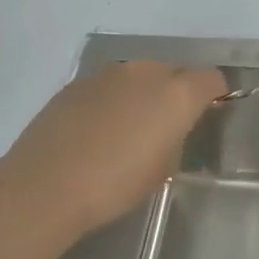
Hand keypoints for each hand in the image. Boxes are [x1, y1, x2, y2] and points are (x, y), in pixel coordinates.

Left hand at [0, 60, 226, 240]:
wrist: (44, 187)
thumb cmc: (116, 184)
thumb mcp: (164, 167)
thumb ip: (176, 136)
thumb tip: (170, 127)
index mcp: (178, 92)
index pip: (211, 79)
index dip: (214, 95)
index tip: (207, 115)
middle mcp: (146, 71)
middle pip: (174, 72)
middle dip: (176, 93)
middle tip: (165, 127)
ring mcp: (108, 74)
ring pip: (138, 77)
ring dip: (141, 94)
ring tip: (127, 129)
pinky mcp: (76, 83)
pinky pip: (108, 86)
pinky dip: (111, 101)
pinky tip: (95, 131)